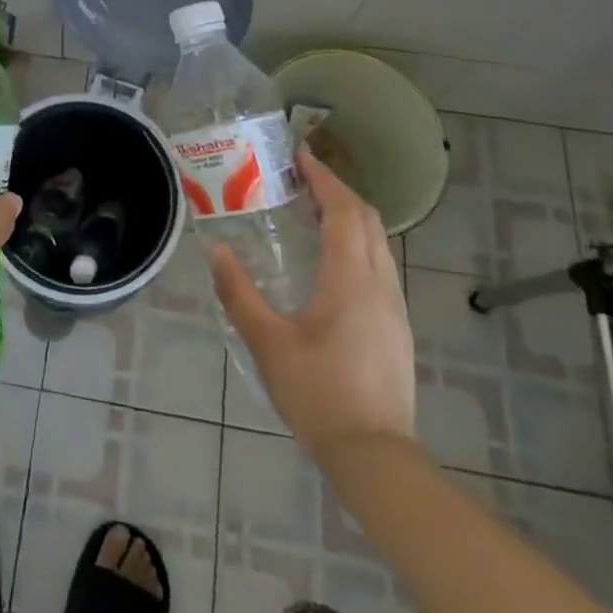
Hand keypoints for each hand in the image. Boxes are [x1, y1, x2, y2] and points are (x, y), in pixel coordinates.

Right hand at [209, 147, 414, 454]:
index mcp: (351, 280)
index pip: (344, 211)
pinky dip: (357, 244)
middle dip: (338, 191)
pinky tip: (331, 262)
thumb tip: (216, 251)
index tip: (301, 156)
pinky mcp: (396, 327)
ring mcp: (393, 307)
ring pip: (378, 243)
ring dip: (350, 217)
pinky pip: (379, 265)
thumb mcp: (268, 344)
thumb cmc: (319, 395)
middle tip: (302, 179)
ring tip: (313, 213)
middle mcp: (380, 284)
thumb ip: (239, 295)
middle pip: (367, 220)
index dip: (324, 179)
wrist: (375, 456)